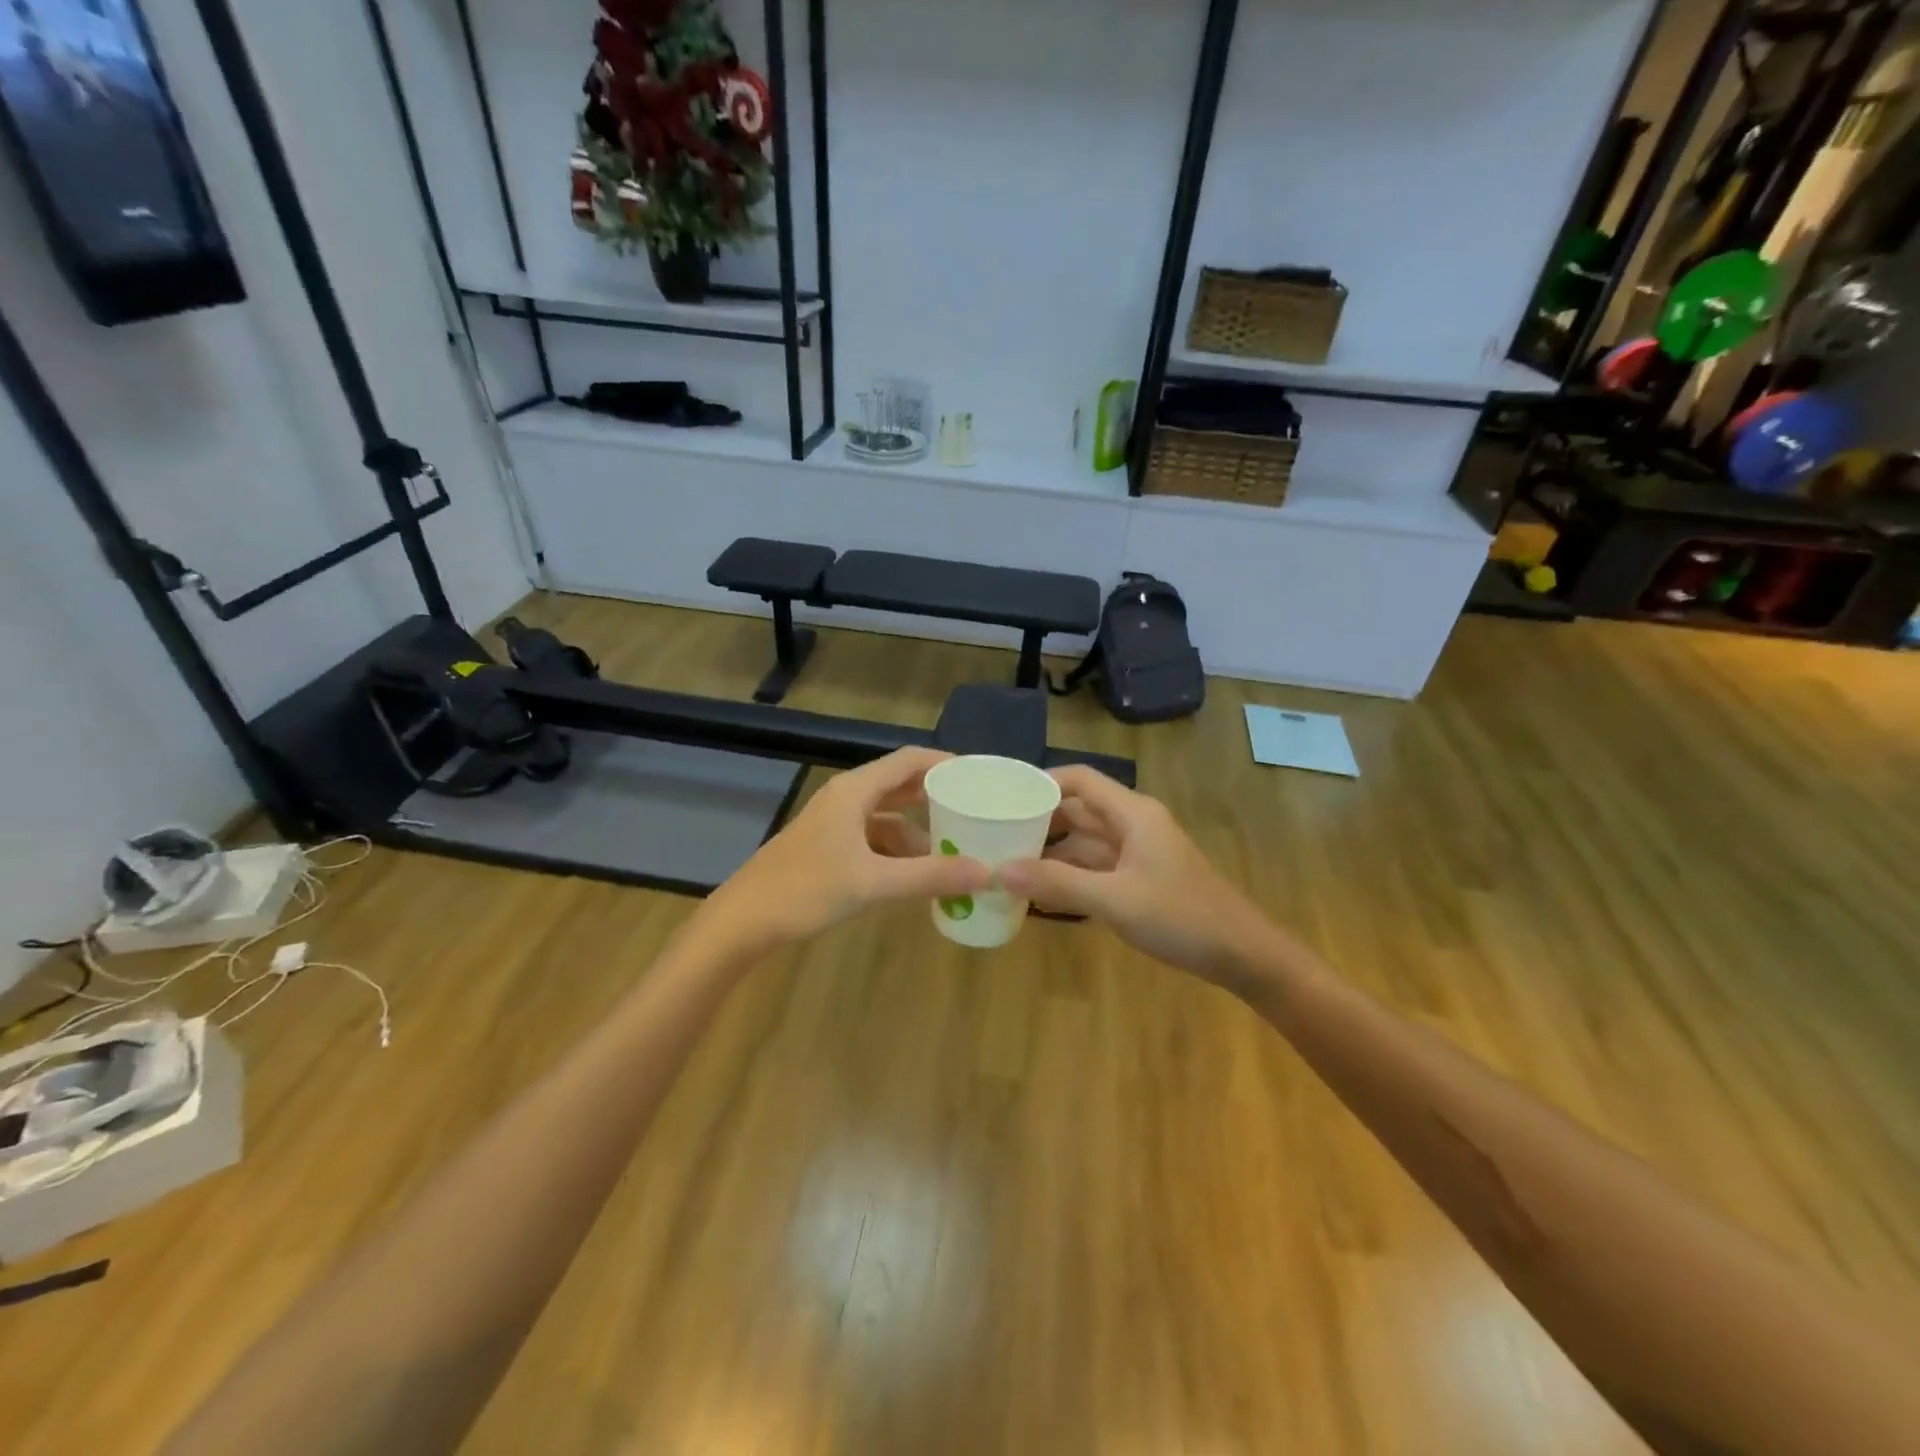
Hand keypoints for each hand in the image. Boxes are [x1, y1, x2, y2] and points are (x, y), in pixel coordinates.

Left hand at [700, 748, 991, 952]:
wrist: (744, 920)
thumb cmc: (807, 890)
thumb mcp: (874, 883)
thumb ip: (931, 876)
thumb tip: (987, 872)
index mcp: (855, 791)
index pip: (909, 761)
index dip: (945, 764)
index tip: (979, 778)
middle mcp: (845, 798)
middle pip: (899, 786)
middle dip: (936, 799)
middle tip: (974, 812)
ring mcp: (833, 823)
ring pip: (886, 816)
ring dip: (917, 831)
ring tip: (952, 851)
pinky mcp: (826, 847)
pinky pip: (872, 838)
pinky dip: (896, 851)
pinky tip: (915, 874)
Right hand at [1000, 766, 1280, 986]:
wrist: (1242, 954)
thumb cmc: (1181, 917)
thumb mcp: (1115, 900)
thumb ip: (1057, 883)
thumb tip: (999, 870)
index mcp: (1132, 813)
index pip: (1079, 780)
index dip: (1042, 783)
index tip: (1003, 798)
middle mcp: (1133, 825)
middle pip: (1078, 811)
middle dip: (1039, 821)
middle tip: (995, 834)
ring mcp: (1138, 854)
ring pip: (1085, 842)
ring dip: (1051, 852)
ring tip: (1007, 863)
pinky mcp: (1140, 880)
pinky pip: (1095, 868)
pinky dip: (1069, 875)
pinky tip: (1040, 893)